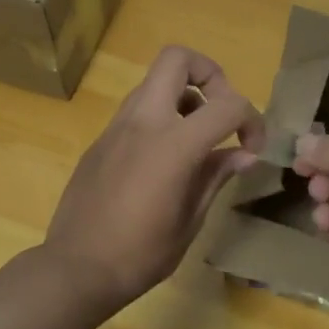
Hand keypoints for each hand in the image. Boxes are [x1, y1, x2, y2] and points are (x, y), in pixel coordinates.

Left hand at [44, 46, 264, 312]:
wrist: (75, 269)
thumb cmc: (140, 254)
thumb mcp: (190, 221)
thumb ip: (216, 177)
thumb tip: (244, 154)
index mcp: (172, 144)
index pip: (228, 104)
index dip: (252, 120)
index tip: (253, 148)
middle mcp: (142, 122)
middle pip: (176, 59)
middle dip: (209, 74)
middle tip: (220, 112)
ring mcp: (115, 128)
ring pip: (153, 83)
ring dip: (183, 96)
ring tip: (196, 140)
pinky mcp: (100, 141)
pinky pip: (136, 111)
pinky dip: (160, 118)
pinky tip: (164, 162)